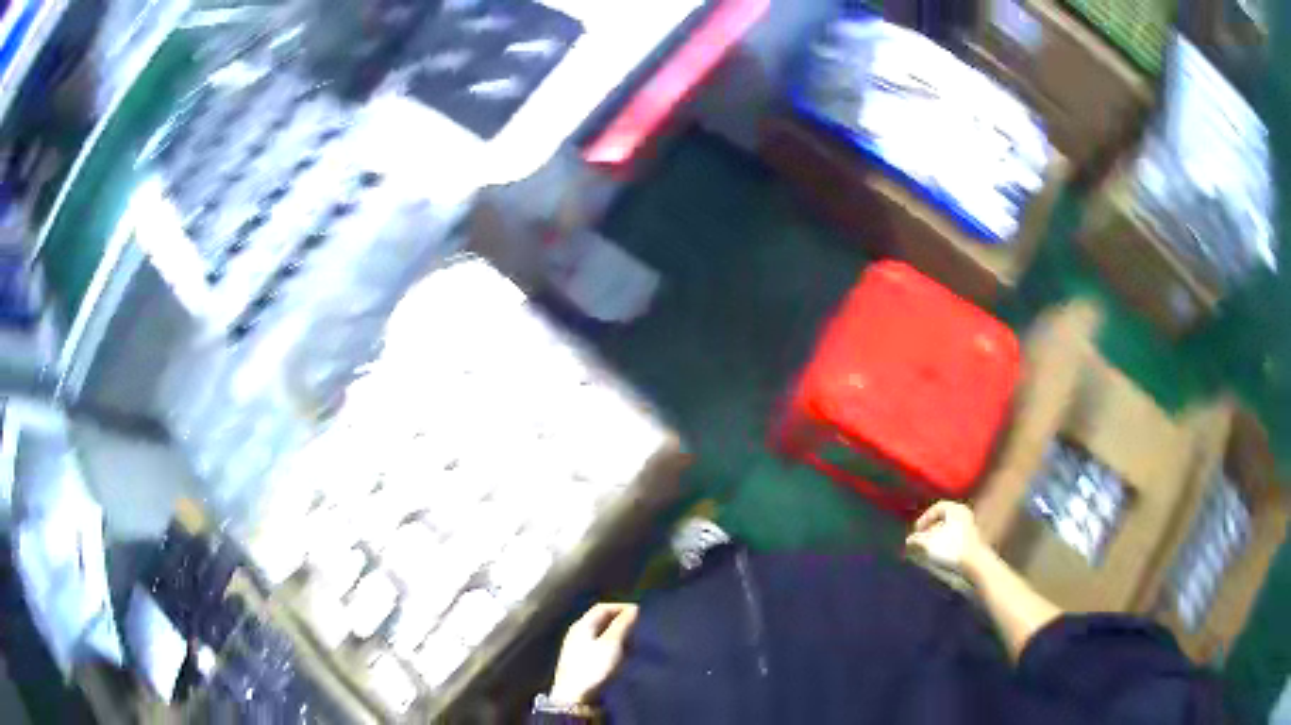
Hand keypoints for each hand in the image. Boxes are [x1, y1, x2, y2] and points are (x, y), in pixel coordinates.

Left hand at [550, 603, 638, 704]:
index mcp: (582, 625)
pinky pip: (601, 648)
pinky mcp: (582, 663)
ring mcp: (579, 649)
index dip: (622, 608)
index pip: (603, 607)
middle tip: (639, 632)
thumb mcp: (612, 644)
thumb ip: (623, 625)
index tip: (640, 616)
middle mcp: (578, 633)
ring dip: (620, 638)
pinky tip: (623, 658)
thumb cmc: (594, 668)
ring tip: (634, 646)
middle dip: (622, 624)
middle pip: (602, 621)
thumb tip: (634, 608)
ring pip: (603, 635)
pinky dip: (614, 649)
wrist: (575, 698)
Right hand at [905, 501, 985, 572]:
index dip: (924, 518)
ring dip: (936, 540)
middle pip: (943, 520)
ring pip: (949, 531)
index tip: (917, 531)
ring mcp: (970, 528)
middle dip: (929, 531)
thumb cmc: (951, 547)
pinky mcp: (972, 542)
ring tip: (928, 551)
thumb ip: (916, 539)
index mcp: (956, 509)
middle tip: (921, 541)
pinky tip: (940, 556)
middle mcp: (965, 515)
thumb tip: (909, 540)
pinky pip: (955, 539)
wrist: (974, 563)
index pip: (937, 507)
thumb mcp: (928, 543)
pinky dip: (945, 545)